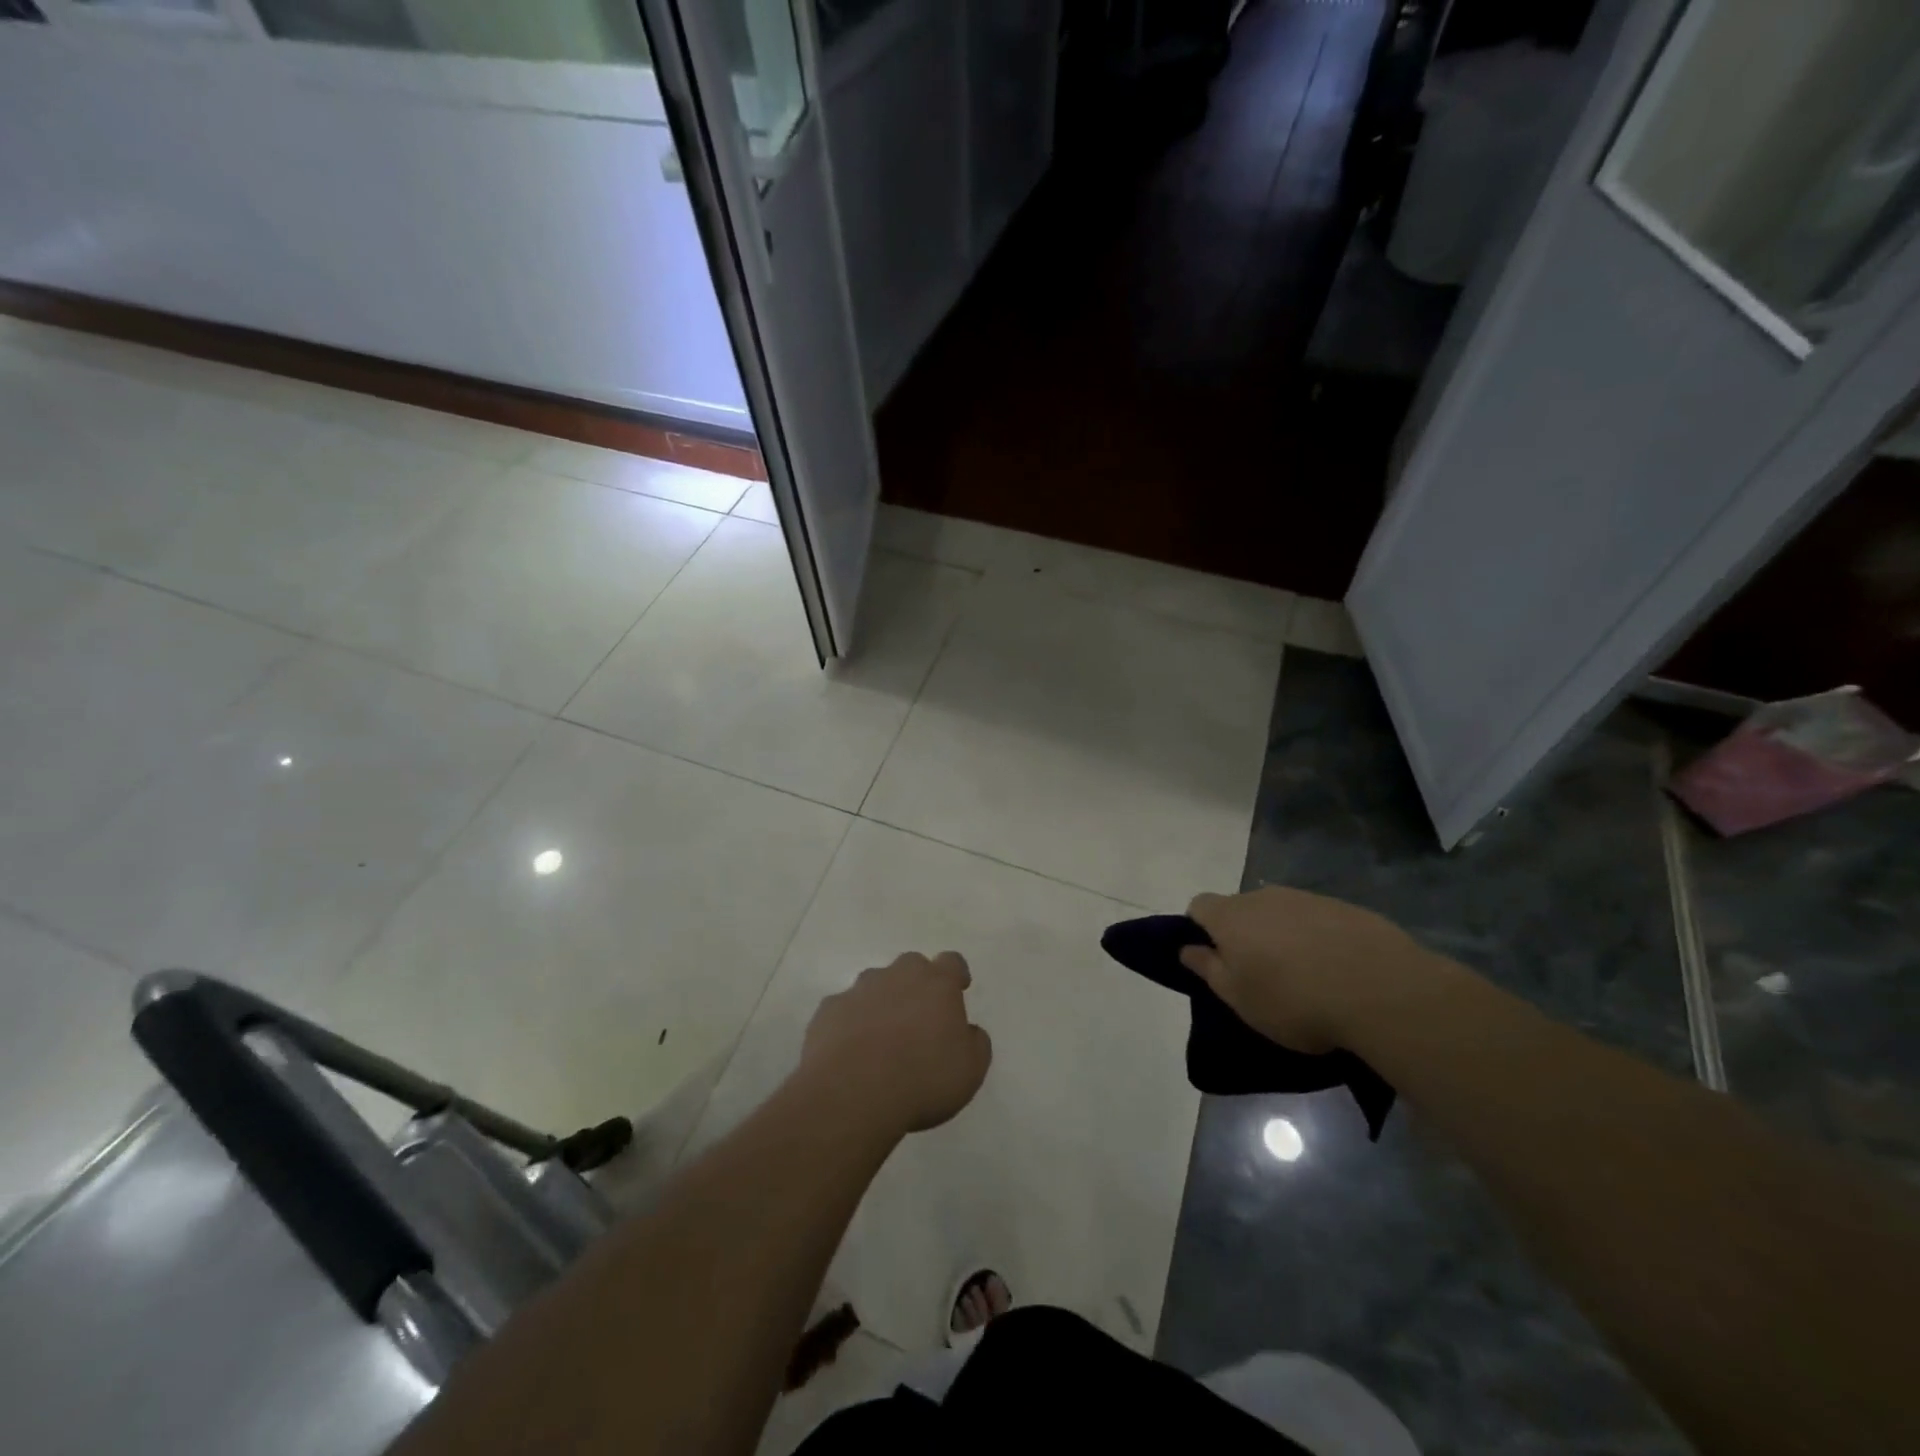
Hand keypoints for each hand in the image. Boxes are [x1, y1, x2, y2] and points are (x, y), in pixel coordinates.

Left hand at [799, 952, 992, 1136]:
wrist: (852, 1092)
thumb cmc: (922, 1078)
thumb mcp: (970, 1069)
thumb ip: (975, 1042)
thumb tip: (968, 1031)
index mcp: (936, 984)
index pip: (951, 962)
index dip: (956, 974)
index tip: (958, 989)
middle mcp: (897, 976)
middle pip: (911, 966)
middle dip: (916, 984)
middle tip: (919, 1017)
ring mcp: (858, 990)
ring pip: (874, 984)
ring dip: (882, 1002)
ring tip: (882, 1039)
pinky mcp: (827, 1011)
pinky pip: (844, 1009)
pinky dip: (850, 1023)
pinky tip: (851, 1052)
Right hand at [1181, 887, 1441, 1052]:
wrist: (1381, 991)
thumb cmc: (1293, 1000)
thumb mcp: (1238, 998)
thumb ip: (1208, 969)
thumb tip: (1186, 948)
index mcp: (1230, 916)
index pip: (1199, 906)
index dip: (1200, 929)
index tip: (1214, 960)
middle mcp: (1263, 897)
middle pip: (1241, 909)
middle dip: (1244, 934)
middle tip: (1259, 974)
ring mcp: (1307, 899)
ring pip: (1281, 913)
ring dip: (1282, 936)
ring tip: (1303, 976)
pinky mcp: (1345, 908)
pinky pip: (1317, 920)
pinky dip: (1318, 938)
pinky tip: (1337, 971)